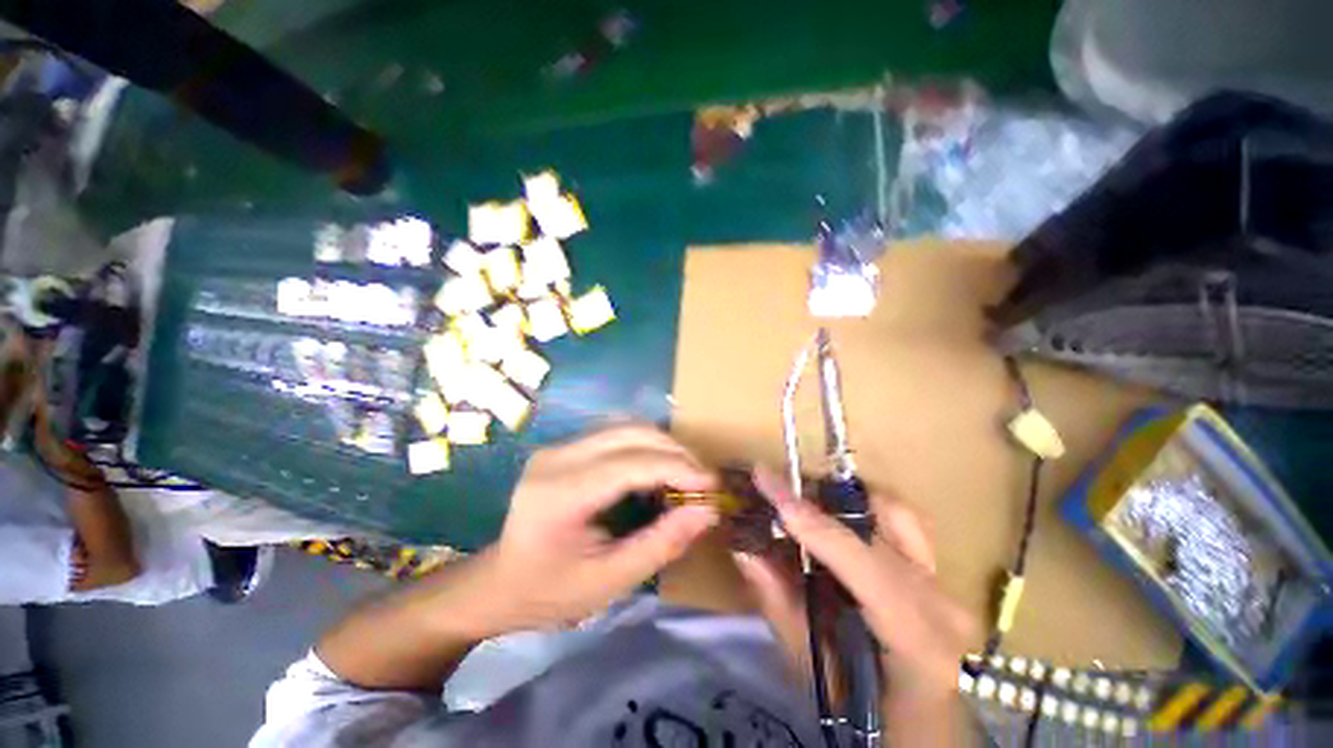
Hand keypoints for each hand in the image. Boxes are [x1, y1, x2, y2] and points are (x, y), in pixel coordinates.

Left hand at [476, 424, 719, 633]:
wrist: (498, 582)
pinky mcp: (564, 447)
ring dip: (662, 445)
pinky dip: (645, 447)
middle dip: (675, 452)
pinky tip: (657, 469)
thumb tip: (707, 511)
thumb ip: (662, 543)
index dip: (677, 468)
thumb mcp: (610, 581)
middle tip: (702, 479)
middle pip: (630, 434)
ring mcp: (558, 447)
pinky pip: (615, 435)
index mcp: (561, 493)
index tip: (711, 485)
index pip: (631, 463)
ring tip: (685, 473)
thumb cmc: (550, 592)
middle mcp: (557, 457)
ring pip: (625, 427)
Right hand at [736, 468, 974, 719]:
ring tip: (801, 499)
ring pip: (895, 512)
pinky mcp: (941, 576)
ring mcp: (947, 586)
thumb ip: (780, 606)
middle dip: (819, 496)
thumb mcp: (816, 672)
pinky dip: (862, 509)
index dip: (812, 521)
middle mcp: (941, 604)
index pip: (863, 564)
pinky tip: (833, 515)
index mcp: (918, 643)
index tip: (769, 485)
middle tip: (777, 489)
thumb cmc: (871, 718)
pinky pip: (902, 523)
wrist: (932, 734)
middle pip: (879, 522)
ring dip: (842, 496)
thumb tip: (744, 549)